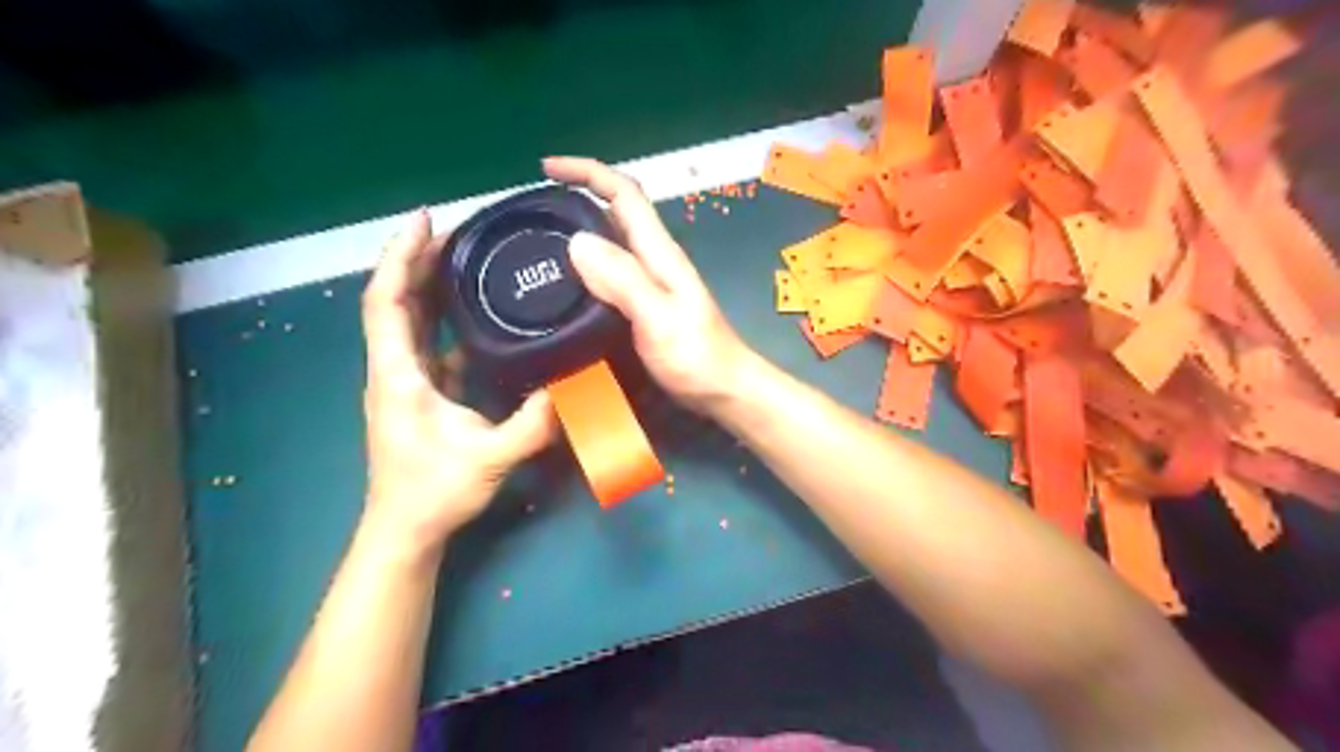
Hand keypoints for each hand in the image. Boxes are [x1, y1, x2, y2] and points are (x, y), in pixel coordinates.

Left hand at [359, 208, 557, 554]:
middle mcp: (393, 368)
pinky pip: (427, 342)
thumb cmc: (434, 492)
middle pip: (396, 300)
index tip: (424, 220)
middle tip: (459, 230)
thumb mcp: (490, 458)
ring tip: (464, 257)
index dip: (400, 256)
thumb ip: (533, 423)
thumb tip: (572, 387)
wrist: (405, 530)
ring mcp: (404, 380)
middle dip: (419, 259)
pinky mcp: (418, 393)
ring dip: (428, 284)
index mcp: (398, 374)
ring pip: (409, 319)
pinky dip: (442, 317)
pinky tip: (473, 311)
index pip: (388, 301)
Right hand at [541, 155, 750, 409]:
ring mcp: (652, 284)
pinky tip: (567, 285)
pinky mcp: (646, 307)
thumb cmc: (697, 357)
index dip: (587, 173)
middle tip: (535, 211)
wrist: (725, 391)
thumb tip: (577, 241)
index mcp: (659, 253)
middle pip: (616, 212)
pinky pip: (610, 274)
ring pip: (612, 243)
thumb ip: (623, 280)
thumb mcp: (658, 317)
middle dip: (578, 197)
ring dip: (580, 232)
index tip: (546, 169)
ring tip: (540, 244)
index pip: (624, 194)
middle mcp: (654, 260)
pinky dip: (586, 268)